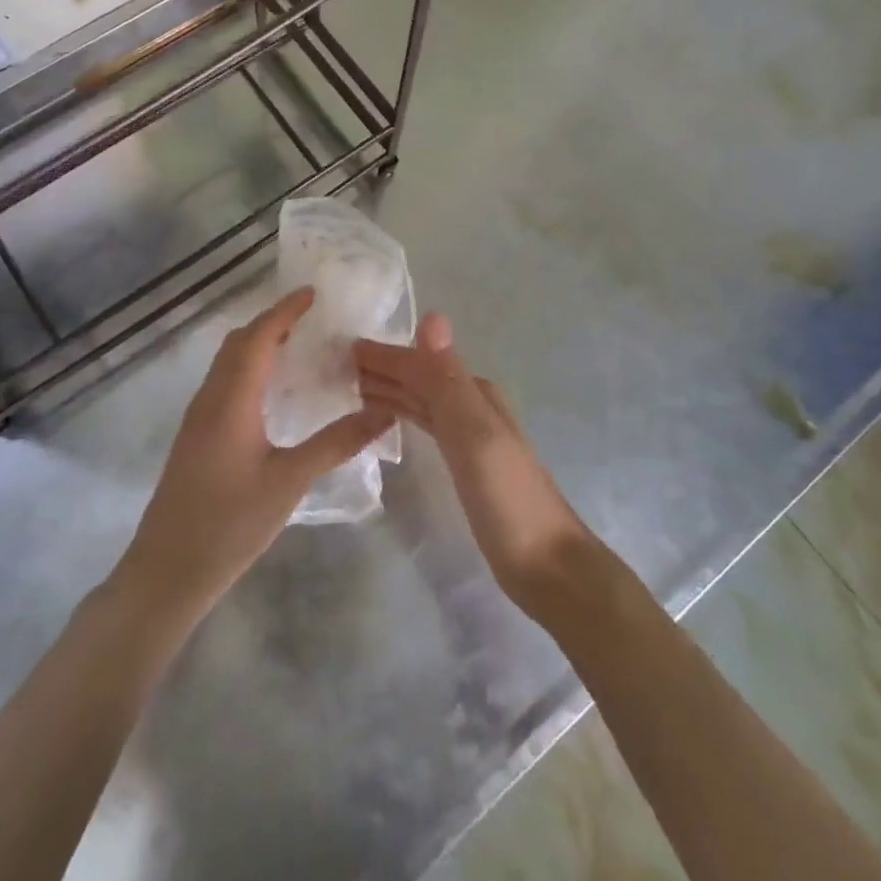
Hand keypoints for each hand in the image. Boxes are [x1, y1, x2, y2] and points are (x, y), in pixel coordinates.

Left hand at [113, 288, 391, 621]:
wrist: (167, 570)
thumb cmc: (230, 523)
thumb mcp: (289, 482)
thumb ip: (336, 444)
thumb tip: (383, 413)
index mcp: (231, 399)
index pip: (258, 337)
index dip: (285, 311)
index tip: (314, 293)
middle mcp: (210, 397)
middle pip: (238, 343)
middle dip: (272, 322)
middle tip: (312, 319)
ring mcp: (198, 417)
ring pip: (227, 363)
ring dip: (259, 345)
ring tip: (298, 346)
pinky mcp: (196, 436)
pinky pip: (223, 383)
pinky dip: (249, 368)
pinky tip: (272, 391)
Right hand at [355, 314, 600, 618]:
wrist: (547, 566)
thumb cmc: (507, 499)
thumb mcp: (473, 434)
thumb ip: (448, 380)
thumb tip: (432, 315)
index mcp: (473, 392)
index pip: (418, 363)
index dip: (381, 354)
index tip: (340, 347)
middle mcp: (471, 405)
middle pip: (418, 378)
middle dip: (380, 368)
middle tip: (333, 365)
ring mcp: (469, 435)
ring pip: (420, 400)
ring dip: (388, 389)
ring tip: (349, 387)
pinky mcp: (465, 463)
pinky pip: (425, 424)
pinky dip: (402, 414)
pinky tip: (386, 418)